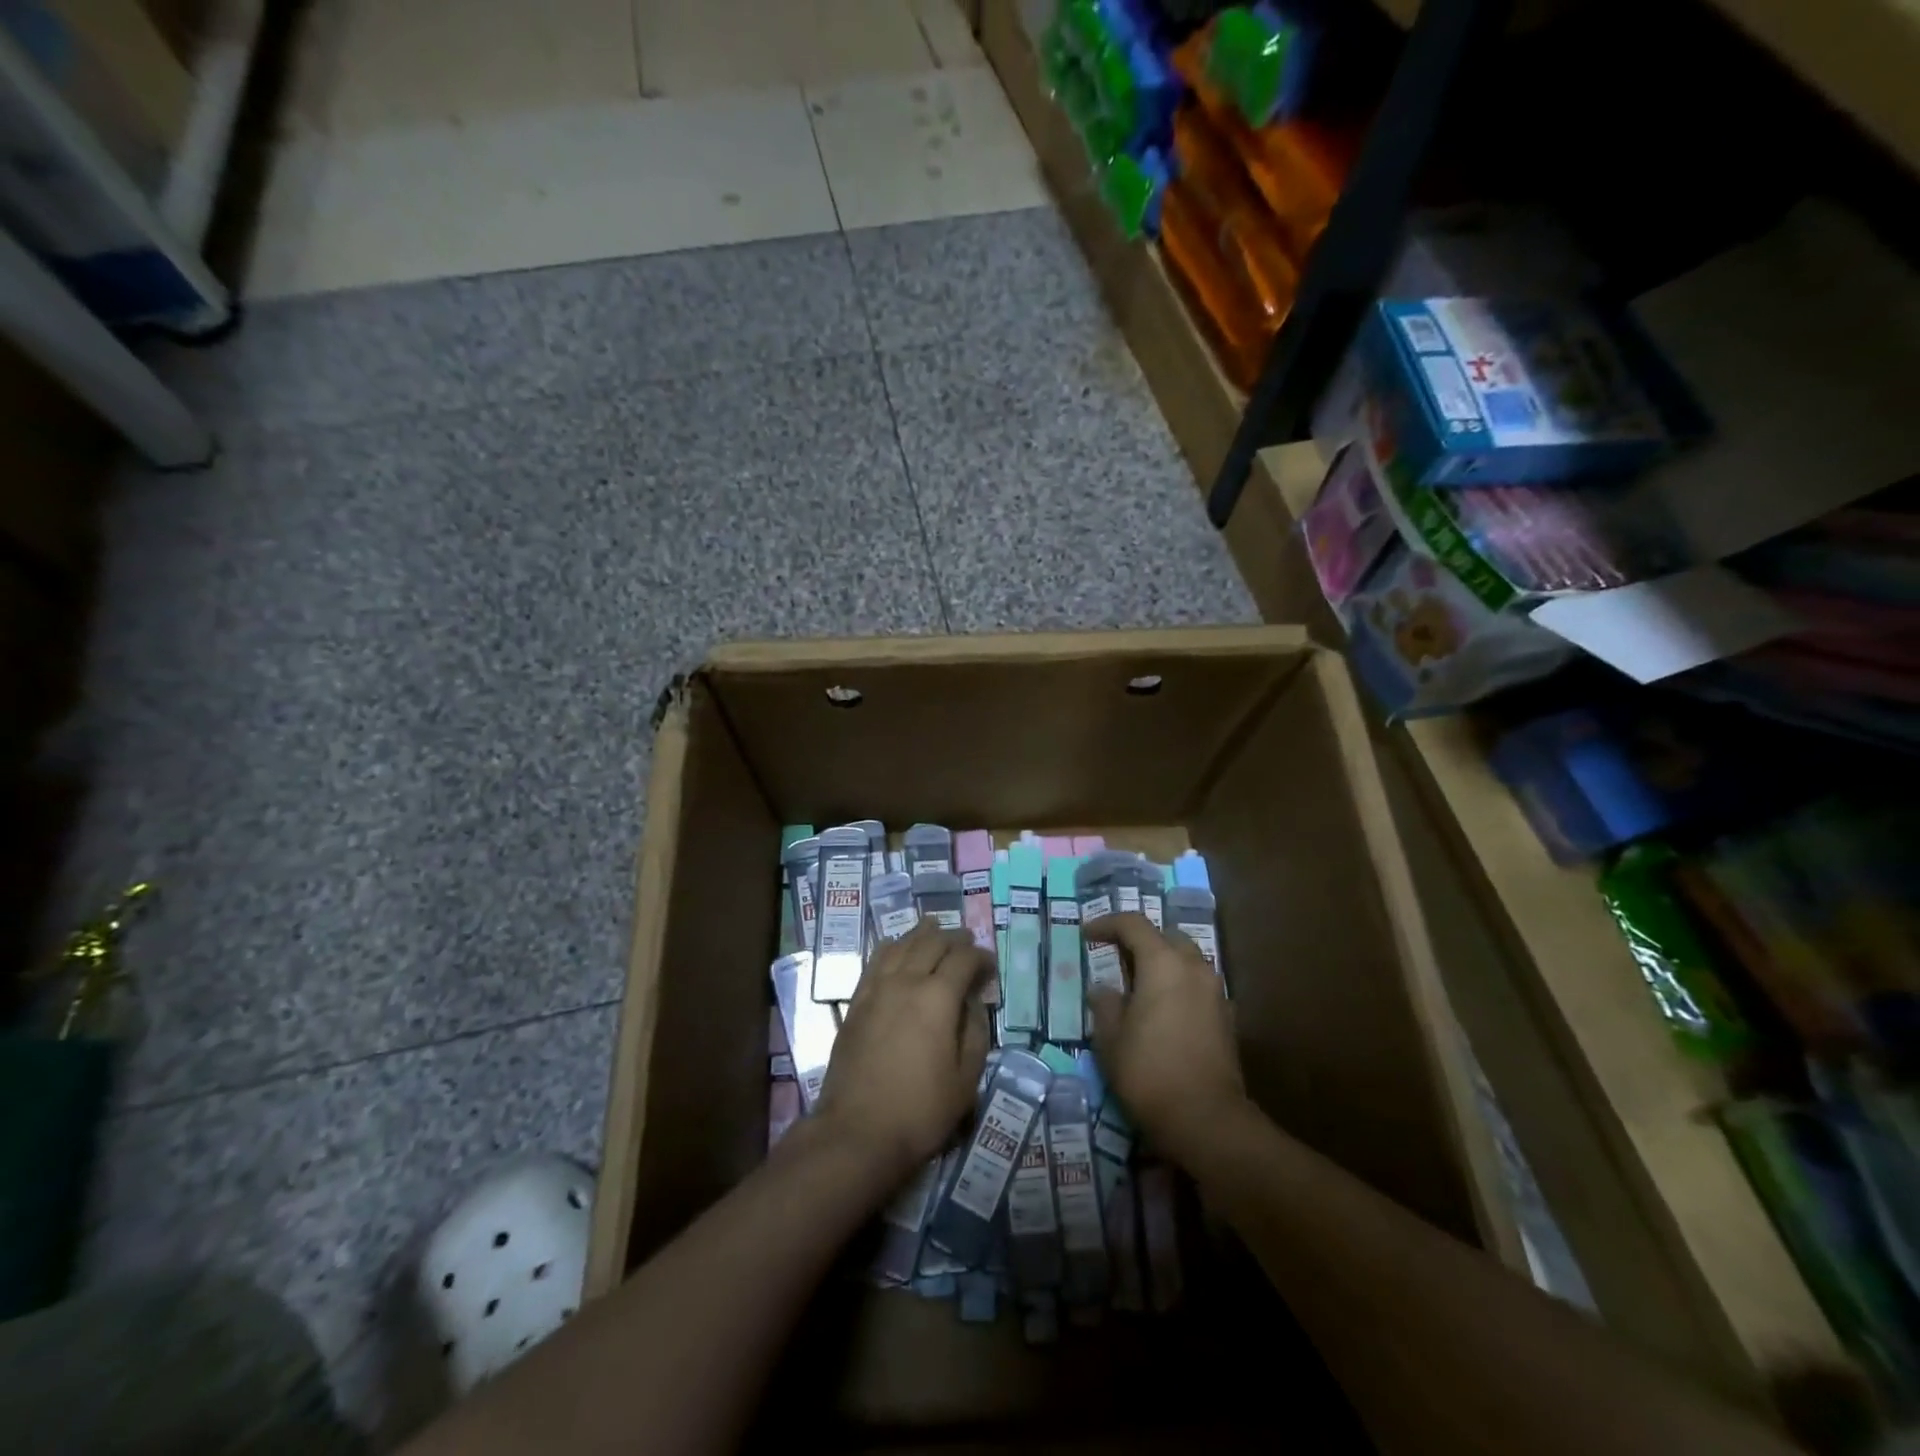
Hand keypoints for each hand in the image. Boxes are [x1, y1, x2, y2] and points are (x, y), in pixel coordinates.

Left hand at [813, 921, 991, 1181]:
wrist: (857, 1131)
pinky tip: (896, 947)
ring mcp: (876, 989)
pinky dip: (891, 947)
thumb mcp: (965, 1078)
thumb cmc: (920, 1110)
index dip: (981, 957)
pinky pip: (875, 961)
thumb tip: (973, 1002)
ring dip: (921, 934)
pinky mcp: (856, 1002)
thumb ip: (975, 1032)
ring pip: (901, 945)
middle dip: (953, 938)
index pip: (963, 959)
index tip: (990, 965)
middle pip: (932, 943)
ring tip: (933, 928)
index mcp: (938, 997)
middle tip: (967, 941)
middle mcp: (906, 981)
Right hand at [1084, 913, 1245, 1161]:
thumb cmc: (1149, 1072)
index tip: (1087, 935)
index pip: (1133, 924)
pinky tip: (1161, 1010)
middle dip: (1140, 941)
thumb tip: (1104, 989)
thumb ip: (1105, 1004)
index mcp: (1163, 963)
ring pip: (1186, 959)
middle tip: (1115, 957)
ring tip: (1137, 984)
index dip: (1106, 924)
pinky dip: (1177, 985)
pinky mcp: (1226, 1017)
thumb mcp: (1110, 1038)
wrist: (1207, 1119)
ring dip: (1161, 963)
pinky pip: (1196, 985)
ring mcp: (1215, 991)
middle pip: (1165, 936)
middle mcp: (1194, 967)